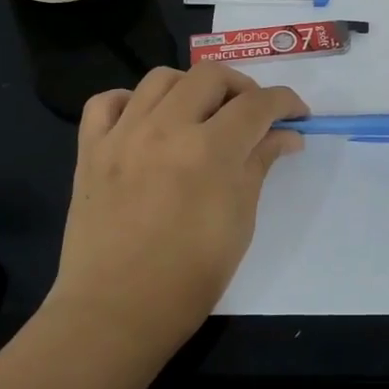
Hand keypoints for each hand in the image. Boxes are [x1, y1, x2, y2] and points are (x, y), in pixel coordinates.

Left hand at [50, 65, 306, 353]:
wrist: (116, 313)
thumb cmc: (190, 277)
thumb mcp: (240, 220)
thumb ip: (260, 164)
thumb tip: (286, 135)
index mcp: (210, 150)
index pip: (257, 104)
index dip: (285, 102)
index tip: (297, 114)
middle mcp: (165, 128)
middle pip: (211, 75)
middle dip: (242, 87)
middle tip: (252, 114)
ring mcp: (122, 135)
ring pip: (161, 77)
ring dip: (191, 87)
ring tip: (201, 113)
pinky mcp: (90, 150)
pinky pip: (106, 102)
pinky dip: (130, 101)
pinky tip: (145, 121)